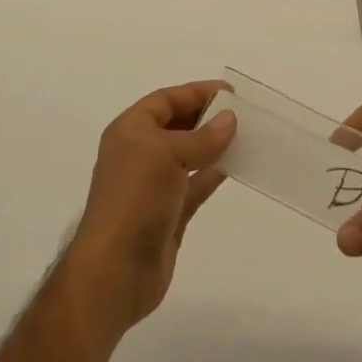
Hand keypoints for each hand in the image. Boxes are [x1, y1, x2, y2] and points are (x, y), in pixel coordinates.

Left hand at [60, 82, 236, 345]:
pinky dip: (213, 174)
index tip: (231, 92)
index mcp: (130, 130)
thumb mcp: (168, 155)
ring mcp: (153, 185)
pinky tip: (236, 166)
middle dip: (206, 117)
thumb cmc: (136, 198)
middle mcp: (139, 153)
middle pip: (176, 125)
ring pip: (188, 155)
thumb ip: (202, 137)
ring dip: (213, 145)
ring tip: (246, 136)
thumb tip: (229, 119)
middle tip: (242, 113)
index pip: (166, 100)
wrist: (116, 269)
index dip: (196, 92)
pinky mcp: (168, 213)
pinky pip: (195, 185)